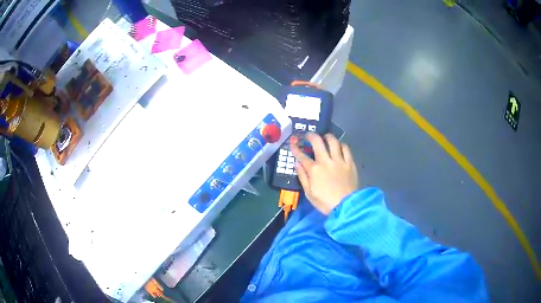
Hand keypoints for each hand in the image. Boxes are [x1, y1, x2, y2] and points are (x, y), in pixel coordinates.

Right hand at [291, 133, 358, 214]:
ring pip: (333, 141)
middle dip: (311, 136)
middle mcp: (326, 161)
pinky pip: (346, 148)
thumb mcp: (309, 193)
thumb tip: (297, 164)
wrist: (346, 206)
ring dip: (327, 137)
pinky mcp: (350, 163)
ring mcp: (339, 161)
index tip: (292, 143)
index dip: (295, 149)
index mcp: (314, 170)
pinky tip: (339, 146)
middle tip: (309, 136)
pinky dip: (341, 145)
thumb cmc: (325, 202)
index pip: (302, 156)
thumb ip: (303, 177)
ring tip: (325, 137)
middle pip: (317, 142)